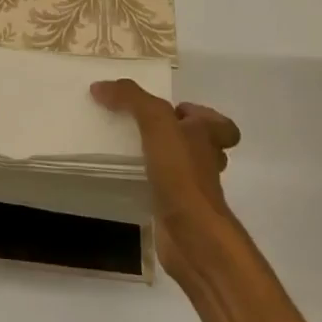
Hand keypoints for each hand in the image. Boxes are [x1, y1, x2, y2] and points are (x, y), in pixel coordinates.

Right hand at [91, 79, 240, 277]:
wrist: (192, 236)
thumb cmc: (182, 174)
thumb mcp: (156, 123)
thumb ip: (131, 99)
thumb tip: (100, 86)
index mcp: (208, 138)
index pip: (221, 125)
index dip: (203, 116)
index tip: (173, 112)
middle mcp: (205, 162)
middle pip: (199, 145)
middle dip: (174, 137)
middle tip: (141, 129)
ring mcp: (193, 190)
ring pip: (180, 168)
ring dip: (159, 160)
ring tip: (126, 151)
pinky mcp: (176, 211)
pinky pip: (162, 191)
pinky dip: (147, 185)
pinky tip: (124, 180)